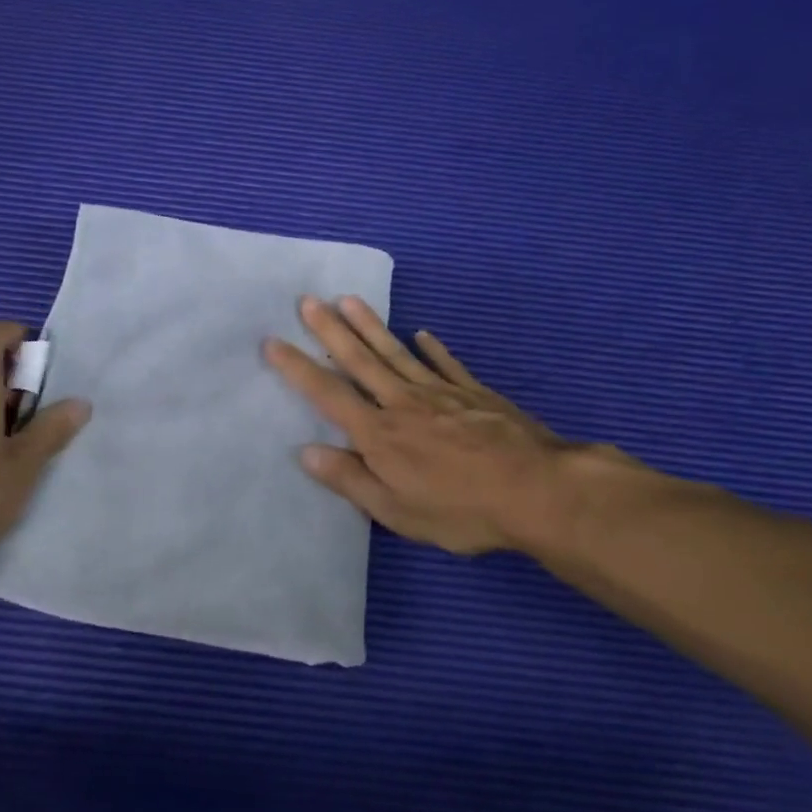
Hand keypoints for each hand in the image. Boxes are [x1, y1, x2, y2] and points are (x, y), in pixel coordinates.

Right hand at [266, 296, 601, 555]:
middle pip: (360, 361)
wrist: (537, 489)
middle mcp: (403, 403)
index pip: (328, 394)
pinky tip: (422, 334)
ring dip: (370, 326)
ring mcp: (440, 393)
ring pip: (397, 352)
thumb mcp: (397, 511)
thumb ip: (351, 480)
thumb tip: (306, 452)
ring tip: (349, 300)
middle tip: (308, 300)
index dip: (298, 368)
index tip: (273, 341)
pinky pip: (446, 364)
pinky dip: (432, 348)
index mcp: (379, 434)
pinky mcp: (473, 393)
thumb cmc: (461, 509)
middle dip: (330, 331)